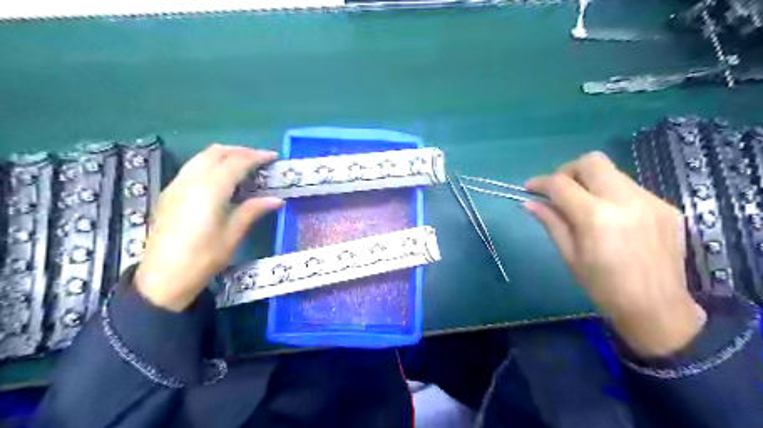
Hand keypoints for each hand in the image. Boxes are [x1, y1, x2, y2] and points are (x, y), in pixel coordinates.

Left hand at [134, 144, 282, 310]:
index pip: (236, 162)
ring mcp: (176, 185)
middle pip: (216, 152)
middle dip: (240, 151)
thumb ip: (253, 210)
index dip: (256, 156)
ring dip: (225, 155)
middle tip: (260, 159)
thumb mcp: (233, 235)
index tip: (273, 157)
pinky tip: (222, 179)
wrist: (162, 278)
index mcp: (210, 189)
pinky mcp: (169, 193)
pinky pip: (193, 167)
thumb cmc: (203, 258)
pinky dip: (211, 164)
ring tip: (244, 165)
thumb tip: (277, 199)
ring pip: (202, 157)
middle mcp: (190, 180)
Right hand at [521, 152, 705, 356]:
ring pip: (612, 172)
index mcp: (596, 217)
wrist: (657, 308)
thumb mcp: (570, 256)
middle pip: (591, 161)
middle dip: (568, 171)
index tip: (529, 188)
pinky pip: (631, 188)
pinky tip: (611, 217)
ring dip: (591, 182)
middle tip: (559, 191)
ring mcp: (650, 201)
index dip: (540, 182)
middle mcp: (625, 200)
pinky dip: (612, 194)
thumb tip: (529, 202)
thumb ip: (551, 222)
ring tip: (584, 205)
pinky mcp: (666, 206)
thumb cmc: (604, 287)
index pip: (561, 184)